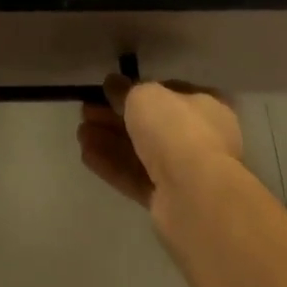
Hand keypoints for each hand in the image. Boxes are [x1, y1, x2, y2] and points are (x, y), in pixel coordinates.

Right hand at [78, 75, 242, 211]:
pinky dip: (113, 165)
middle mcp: (201, 138)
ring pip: (141, 152)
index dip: (138, 90)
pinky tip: (86, 155)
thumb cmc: (176, 129)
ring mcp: (186, 173)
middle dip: (116, 117)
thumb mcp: (144, 95)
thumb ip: (125, 90)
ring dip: (110, 140)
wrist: (196, 196)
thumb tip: (113, 84)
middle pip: (151, 124)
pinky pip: (137, 177)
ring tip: (80, 132)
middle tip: (87, 111)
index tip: (110, 90)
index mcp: (206, 106)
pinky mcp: (170, 202)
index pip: (169, 92)